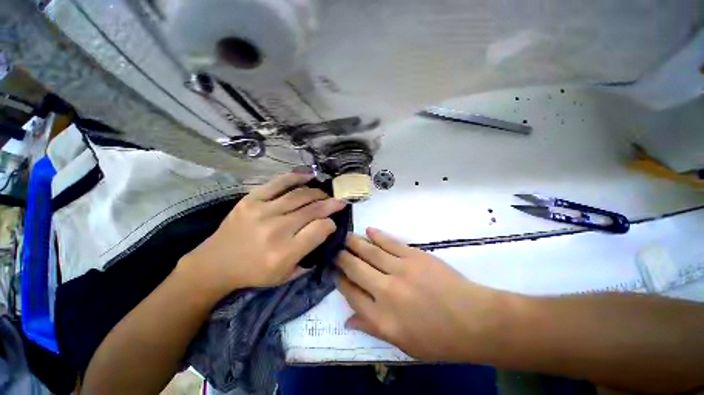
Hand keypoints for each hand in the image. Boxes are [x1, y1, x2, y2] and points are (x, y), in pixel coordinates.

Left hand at [180, 173, 345, 295]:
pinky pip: (278, 183)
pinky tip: (309, 176)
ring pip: (300, 195)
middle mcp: (276, 229)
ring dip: (318, 193)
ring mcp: (262, 211)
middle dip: (331, 204)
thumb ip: (310, 256)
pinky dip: (296, 178)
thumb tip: (326, 232)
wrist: (215, 264)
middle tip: (339, 202)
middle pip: (313, 210)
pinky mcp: (251, 200)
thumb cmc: (254, 273)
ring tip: (325, 194)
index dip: (331, 224)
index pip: (320, 229)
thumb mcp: (286, 276)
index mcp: (285, 253)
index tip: (332, 224)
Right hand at [336, 228, 512, 361]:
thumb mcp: (403, 344)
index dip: (340, 281)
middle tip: (335, 250)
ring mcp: (400, 270)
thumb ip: (372, 328)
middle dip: (342, 258)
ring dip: (355, 243)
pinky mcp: (414, 256)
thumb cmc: (439, 339)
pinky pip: (390, 243)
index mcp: (382, 318)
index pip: (351, 294)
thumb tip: (348, 319)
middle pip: (356, 269)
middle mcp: (386, 292)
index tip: (334, 272)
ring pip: (370, 252)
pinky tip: (368, 230)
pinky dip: (377, 236)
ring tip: (345, 237)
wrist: (474, 320)